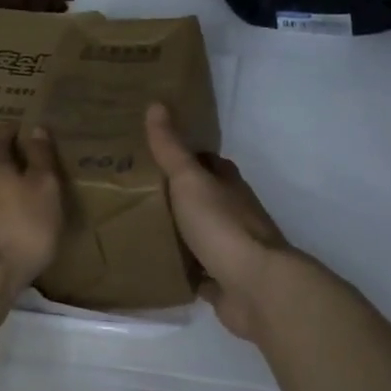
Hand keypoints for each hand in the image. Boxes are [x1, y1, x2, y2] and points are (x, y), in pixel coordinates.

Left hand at [0, 121, 63, 298]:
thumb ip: (40, 157)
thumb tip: (35, 128)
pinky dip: (1, 210)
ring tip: (31, 194)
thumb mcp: (44, 187)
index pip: (1, 133)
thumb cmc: (22, 226)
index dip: (18, 129)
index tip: (34, 132)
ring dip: (6, 187)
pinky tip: (16, 224)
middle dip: (13, 159)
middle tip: (38, 163)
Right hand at [145, 103, 290, 342]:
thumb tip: (156, 103)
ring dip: (178, 231)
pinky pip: (197, 271)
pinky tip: (156, 266)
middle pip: (202, 198)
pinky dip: (182, 268)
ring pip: (199, 234)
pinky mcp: (223, 281)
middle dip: (176, 195)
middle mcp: (233, 212)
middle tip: (135, 191)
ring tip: (138, 226)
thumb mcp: (190, 179)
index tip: (152, 152)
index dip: (183, 155)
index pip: (206, 162)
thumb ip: (171, 148)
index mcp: (228, 184)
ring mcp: (230, 248)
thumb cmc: (222, 226)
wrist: (255, 287)